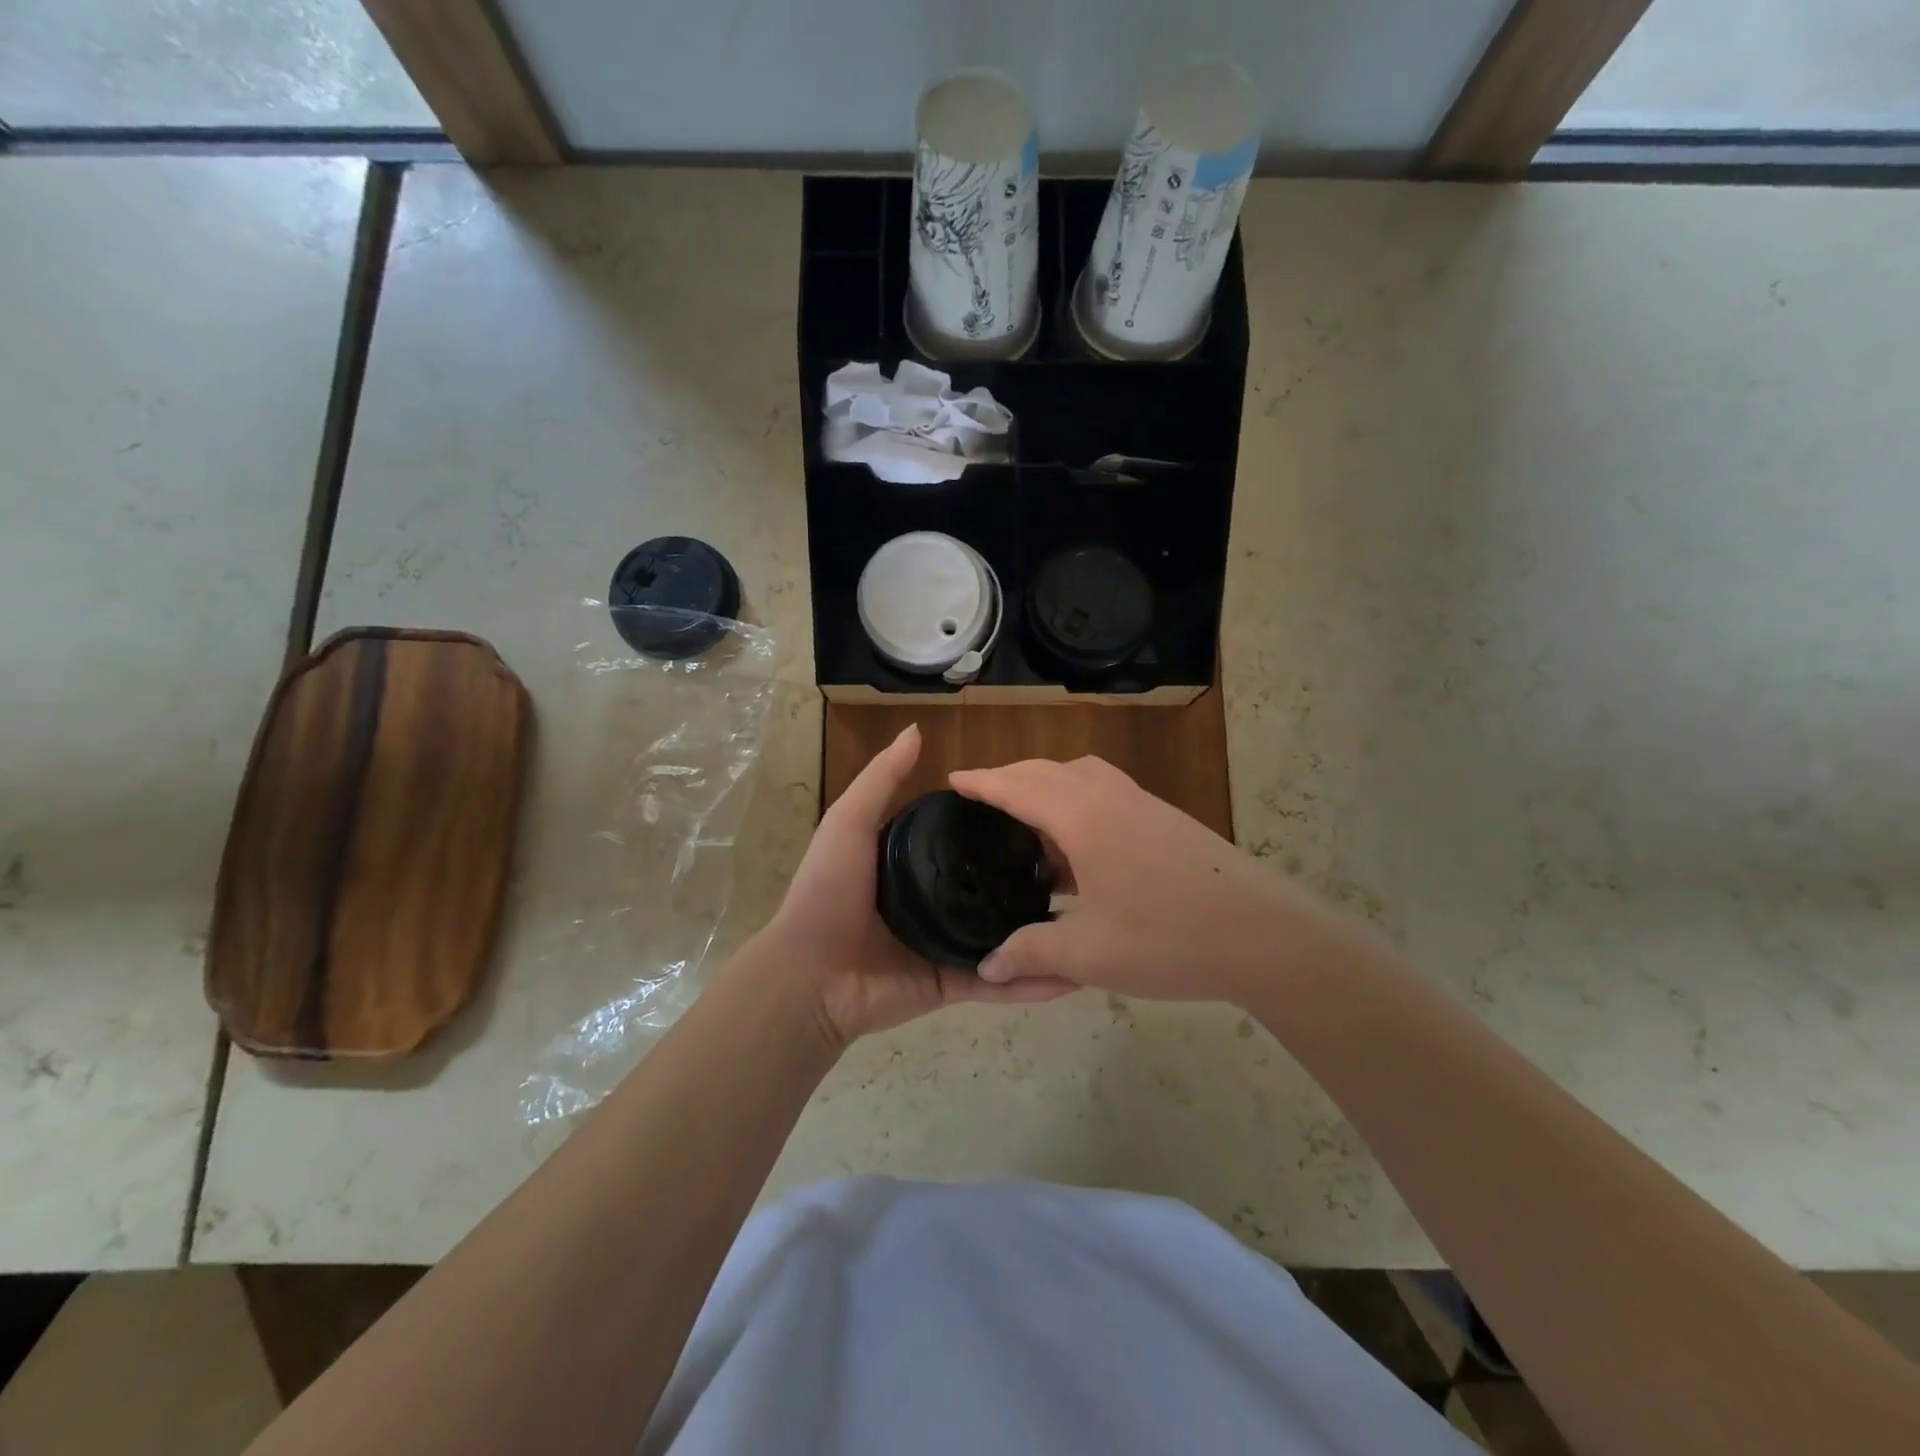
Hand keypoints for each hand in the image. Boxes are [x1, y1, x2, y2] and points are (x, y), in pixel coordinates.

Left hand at [755, 725, 1074, 1048]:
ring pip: (1005, 938)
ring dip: (1043, 935)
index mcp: (913, 864)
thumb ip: (882, 779)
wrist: (808, 976)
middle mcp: (934, 901)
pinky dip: (1032, 984)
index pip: (966, 838)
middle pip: (990, 887)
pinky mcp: (952, 984)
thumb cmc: (827, 892)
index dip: (999, 825)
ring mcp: (946, 945)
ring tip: (1093, 920)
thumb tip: (917, 729)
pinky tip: (1074, 976)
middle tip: (1079, 867)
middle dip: (1031, 880)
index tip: (1043, 811)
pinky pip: (998, 983)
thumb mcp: (849, 823)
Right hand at [951, 756, 1369, 1005]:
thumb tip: (986, 966)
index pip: (1017, 787)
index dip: (982, 782)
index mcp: (1083, 817)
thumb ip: (1031, 953)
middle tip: (980, 798)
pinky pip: (1105, 794)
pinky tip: (1077, 850)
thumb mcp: (1090, 954)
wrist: (1267, 936)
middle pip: (1048, 771)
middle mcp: (1109, 796)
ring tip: (1025, 822)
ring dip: (1047, 787)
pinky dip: (1077, 804)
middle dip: (1010, 777)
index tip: (952, 779)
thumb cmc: (1169, 938)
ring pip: (1081, 778)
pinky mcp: (1165, 820)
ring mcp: (1142, 804)